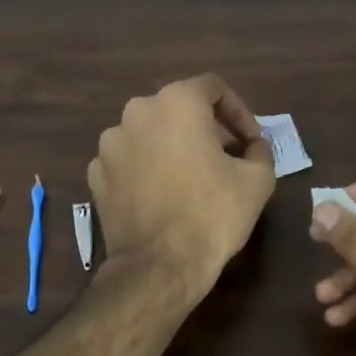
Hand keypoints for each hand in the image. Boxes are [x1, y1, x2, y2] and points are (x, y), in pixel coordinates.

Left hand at [89, 74, 276, 300]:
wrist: (159, 266)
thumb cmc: (213, 214)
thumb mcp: (258, 180)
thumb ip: (260, 150)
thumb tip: (253, 146)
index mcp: (176, 103)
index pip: (213, 88)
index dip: (239, 111)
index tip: (251, 141)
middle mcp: (137, 112)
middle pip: (178, 109)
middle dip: (206, 129)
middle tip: (227, 158)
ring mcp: (110, 144)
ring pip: (150, 134)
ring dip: (173, 147)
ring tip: (193, 177)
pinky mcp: (96, 175)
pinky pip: (129, 160)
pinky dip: (147, 169)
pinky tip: (163, 194)